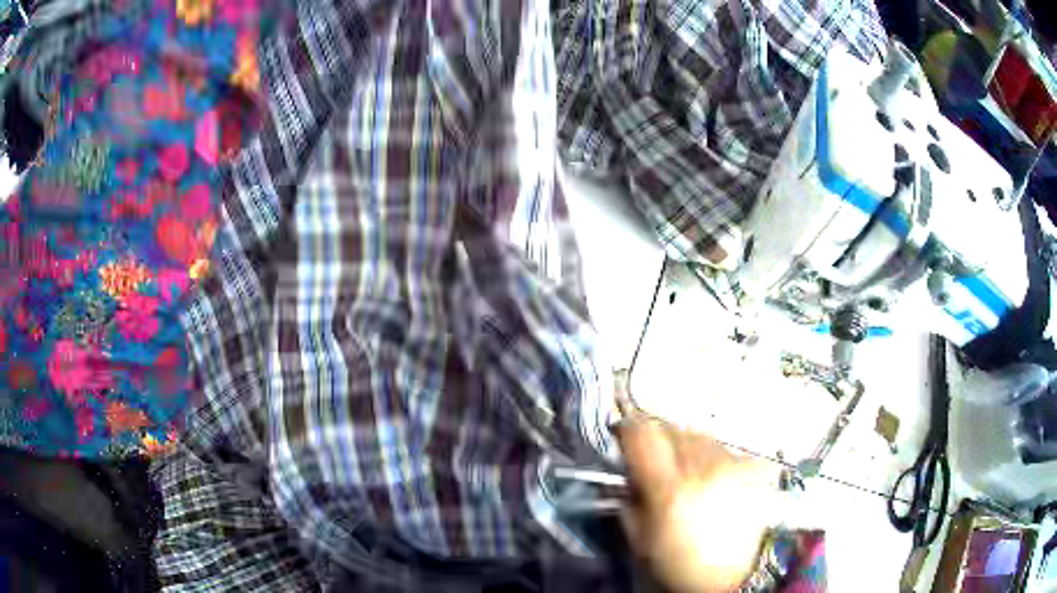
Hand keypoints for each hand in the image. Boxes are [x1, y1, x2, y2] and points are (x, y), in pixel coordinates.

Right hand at [615, 416, 777, 592]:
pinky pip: (724, 449)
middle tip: (654, 461)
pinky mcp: (753, 467)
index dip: (627, 430)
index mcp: (670, 489)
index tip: (622, 436)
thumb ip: (627, 501)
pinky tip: (712, 479)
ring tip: (686, 472)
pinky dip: (712, 458)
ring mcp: (732, 464)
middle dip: (658, 440)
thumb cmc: (681, 563)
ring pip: (699, 436)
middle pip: (672, 429)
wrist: (733, 576)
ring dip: (686, 448)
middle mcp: (703, 468)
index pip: (643, 435)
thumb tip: (626, 473)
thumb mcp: (641, 540)